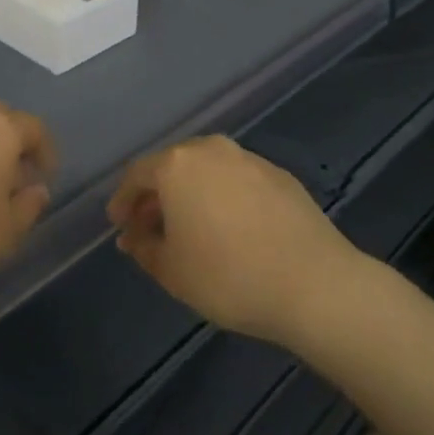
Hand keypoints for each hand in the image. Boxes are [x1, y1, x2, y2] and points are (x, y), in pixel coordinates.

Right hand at [106, 135, 361, 345]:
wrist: (314, 283)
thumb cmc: (228, 276)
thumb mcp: (172, 271)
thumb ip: (144, 247)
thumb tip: (134, 236)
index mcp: (178, 165)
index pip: (137, 175)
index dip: (123, 201)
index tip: (119, 225)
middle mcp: (212, 150)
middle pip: (172, 167)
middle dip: (156, 196)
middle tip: (149, 229)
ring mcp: (249, 159)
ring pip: (206, 171)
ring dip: (190, 195)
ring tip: (189, 230)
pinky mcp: (279, 175)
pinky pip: (236, 180)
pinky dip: (222, 197)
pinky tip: (229, 229)